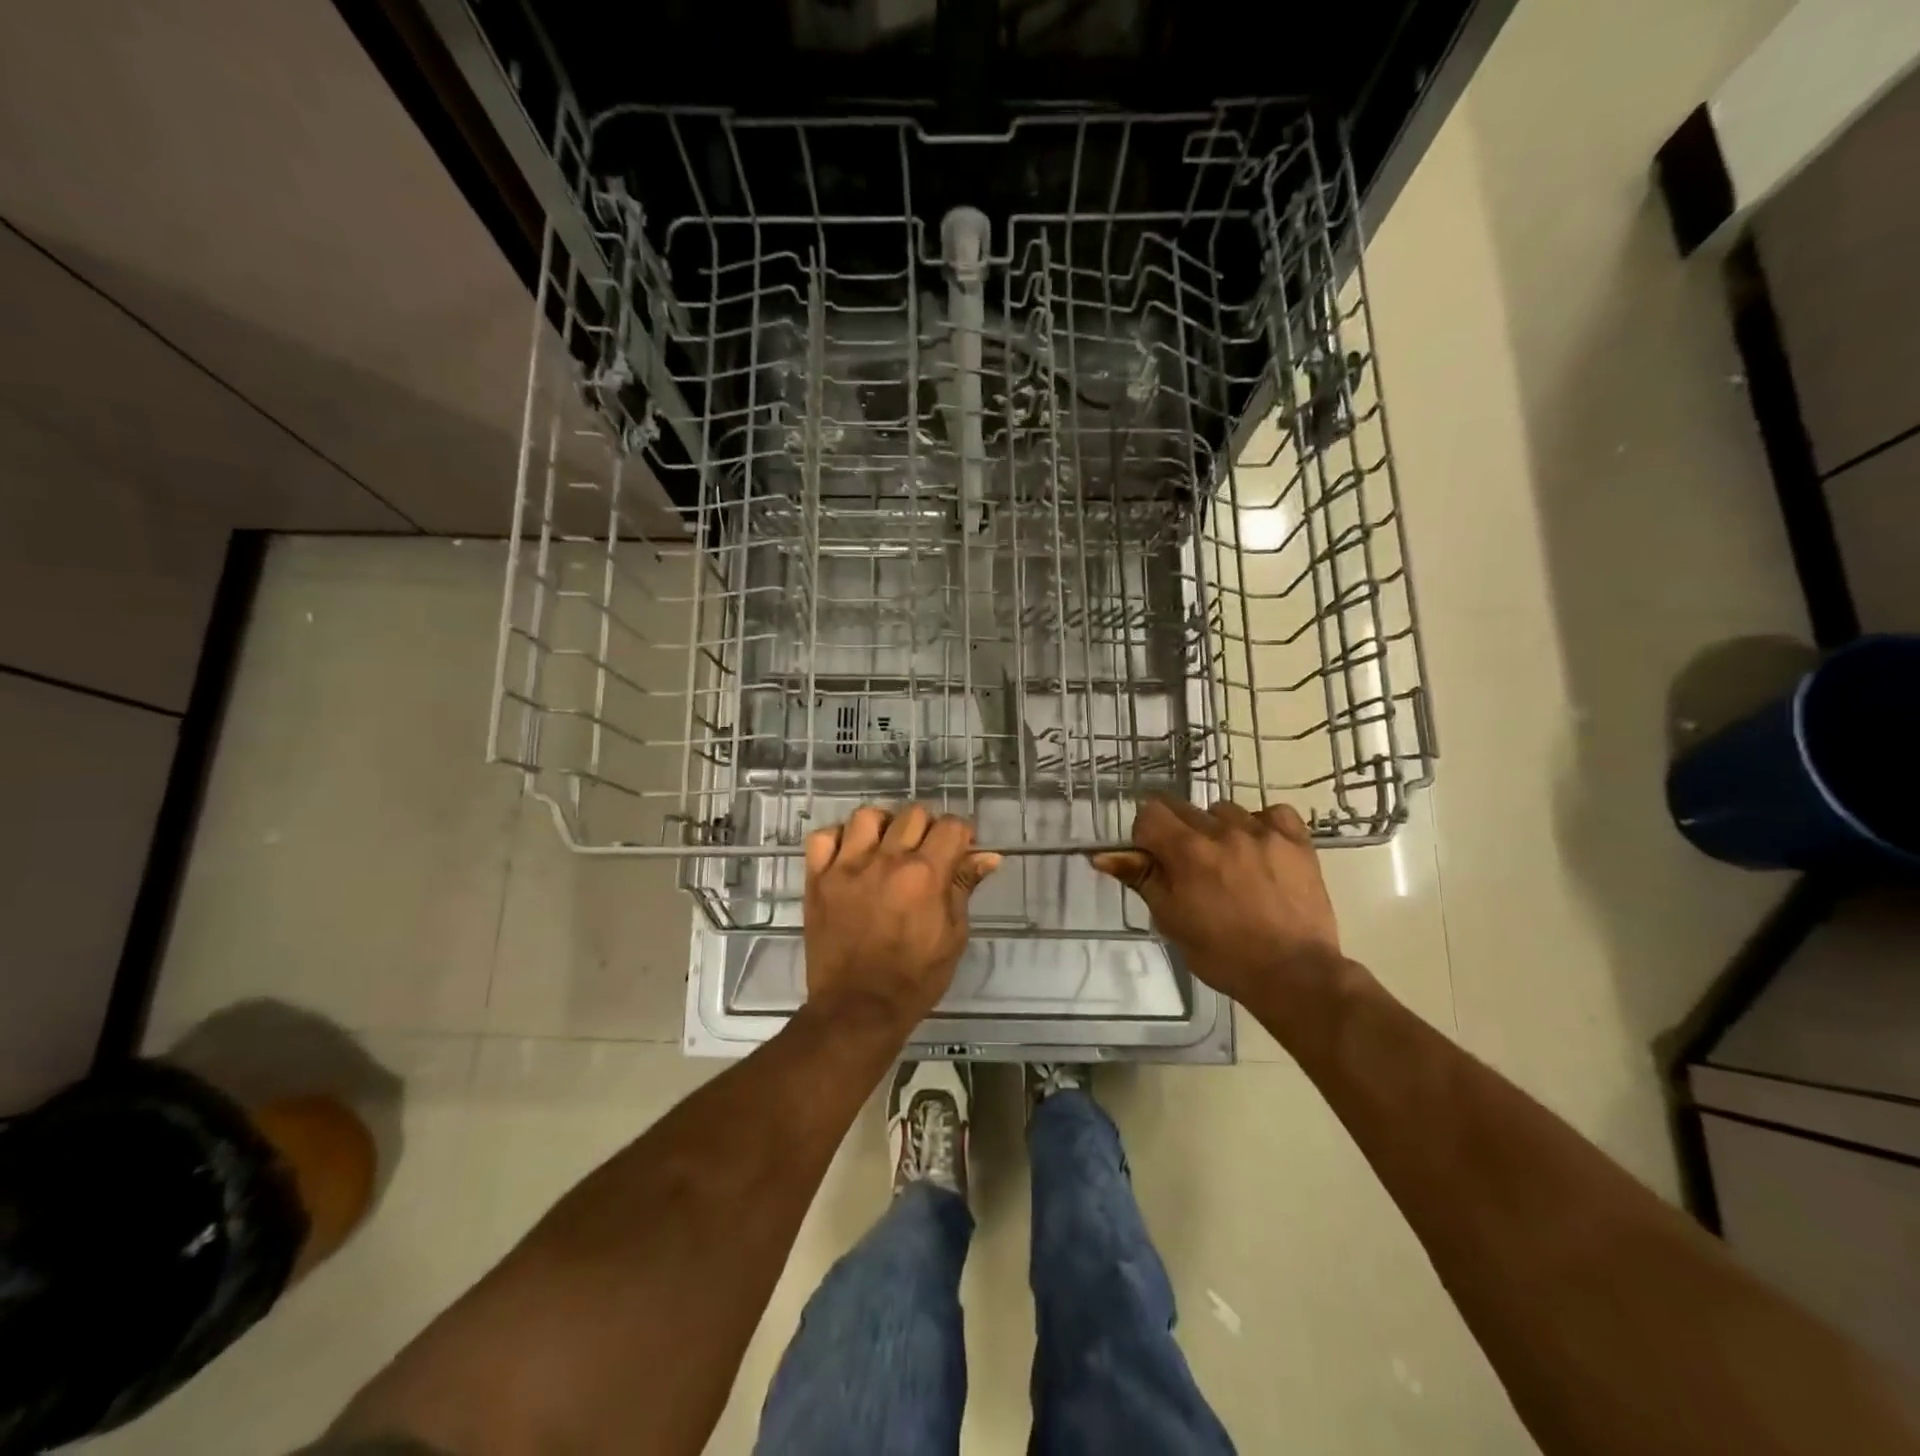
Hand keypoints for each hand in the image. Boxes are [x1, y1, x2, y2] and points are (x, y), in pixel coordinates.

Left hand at [803, 805, 1001, 1029]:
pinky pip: (823, 838)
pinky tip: (849, 855)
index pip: (950, 826)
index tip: (959, 849)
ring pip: (867, 816)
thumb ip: (964, 888)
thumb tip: (987, 856)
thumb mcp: (953, 936)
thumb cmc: (915, 979)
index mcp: (925, 875)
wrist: (857, 1009)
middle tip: (926, 852)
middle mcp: (886, 861)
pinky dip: (838, 839)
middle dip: (927, 827)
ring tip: (886, 848)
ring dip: (883, 826)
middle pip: (912, 813)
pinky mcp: (818, 879)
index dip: (961, 834)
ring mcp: (847, 867)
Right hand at [1091, 798, 1345, 1009]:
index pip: (1150, 813)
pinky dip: (1262, 826)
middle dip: (1178, 833)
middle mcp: (1223, 830)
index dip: (1146, 836)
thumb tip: (1102, 855)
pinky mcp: (1297, 841)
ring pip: (1225, 811)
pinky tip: (1261, 850)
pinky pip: (1272, 814)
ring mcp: (1264, 833)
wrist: (1294, 974)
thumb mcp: (1171, 919)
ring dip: (1218, 830)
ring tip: (1229, 864)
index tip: (1155, 861)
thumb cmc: (1223, 954)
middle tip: (1189, 870)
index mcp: (1188, 850)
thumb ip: (1141, 879)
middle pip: (1184, 808)